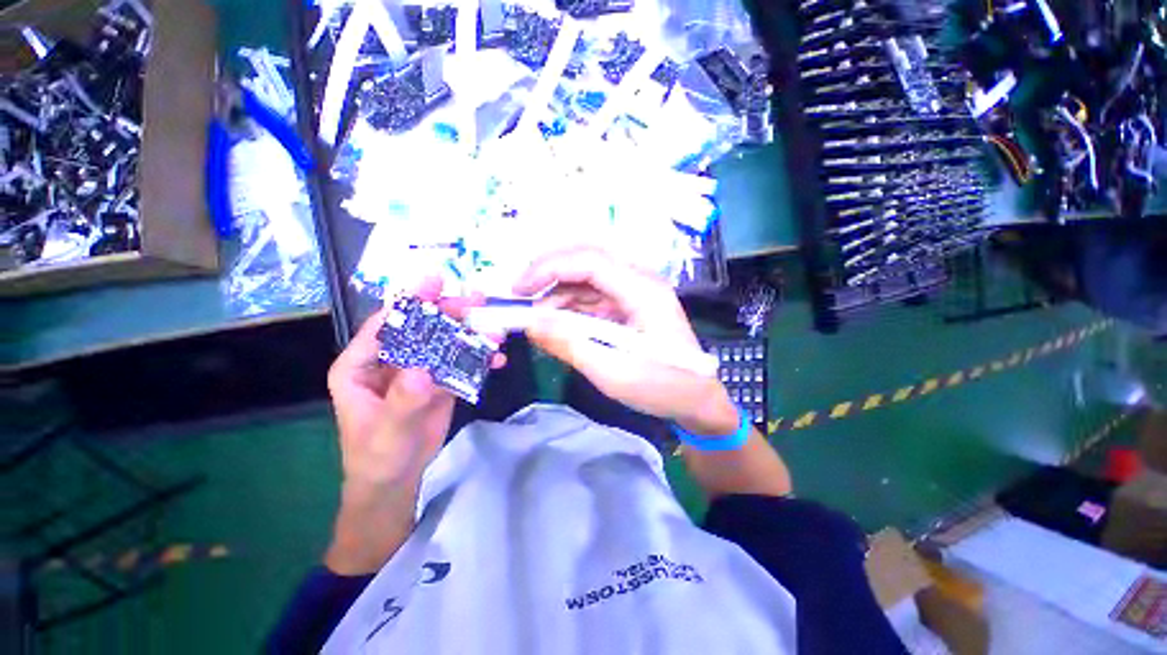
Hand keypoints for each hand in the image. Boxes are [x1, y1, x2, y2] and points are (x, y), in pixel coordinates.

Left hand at [327, 278, 498, 491]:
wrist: (397, 478)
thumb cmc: (377, 454)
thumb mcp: (387, 430)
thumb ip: (404, 399)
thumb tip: (422, 369)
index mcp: (363, 364)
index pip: (386, 324)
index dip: (410, 301)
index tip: (436, 281)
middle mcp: (392, 359)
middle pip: (422, 327)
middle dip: (450, 312)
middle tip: (477, 301)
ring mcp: (420, 369)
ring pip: (446, 342)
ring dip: (471, 334)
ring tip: (495, 331)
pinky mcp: (440, 380)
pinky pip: (461, 363)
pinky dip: (479, 359)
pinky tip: (497, 358)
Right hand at [514, 247, 737, 435]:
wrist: (699, 400)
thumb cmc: (663, 388)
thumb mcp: (612, 373)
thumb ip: (570, 345)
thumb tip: (531, 323)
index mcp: (643, 291)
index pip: (590, 261)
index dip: (549, 268)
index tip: (518, 290)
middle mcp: (641, 281)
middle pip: (588, 259)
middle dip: (550, 272)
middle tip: (521, 294)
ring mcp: (637, 292)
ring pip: (589, 278)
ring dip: (559, 292)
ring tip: (537, 318)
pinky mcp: (632, 305)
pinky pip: (596, 296)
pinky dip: (573, 306)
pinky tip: (559, 323)